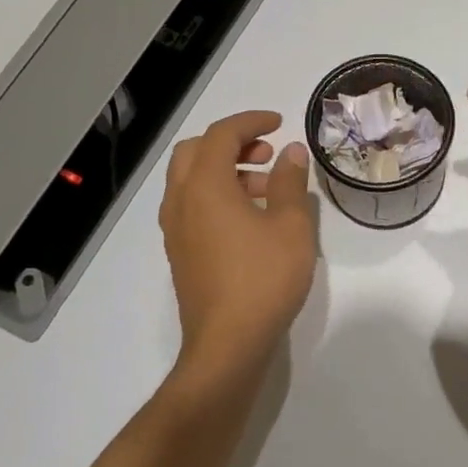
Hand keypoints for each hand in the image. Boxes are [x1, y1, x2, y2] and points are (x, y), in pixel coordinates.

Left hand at [159, 110, 316, 374]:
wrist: (228, 344)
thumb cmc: (264, 279)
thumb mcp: (291, 226)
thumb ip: (290, 182)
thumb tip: (289, 151)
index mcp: (204, 187)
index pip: (220, 136)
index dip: (250, 122)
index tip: (278, 123)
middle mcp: (181, 202)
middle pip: (194, 152)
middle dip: (230, 144)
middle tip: (265, 154)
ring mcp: (176, 230)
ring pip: (190, 181)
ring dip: (223, 171)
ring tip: (265, 189)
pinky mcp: (180, 253)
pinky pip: (191, 206)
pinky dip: (216, 196)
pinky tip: (249, 220)